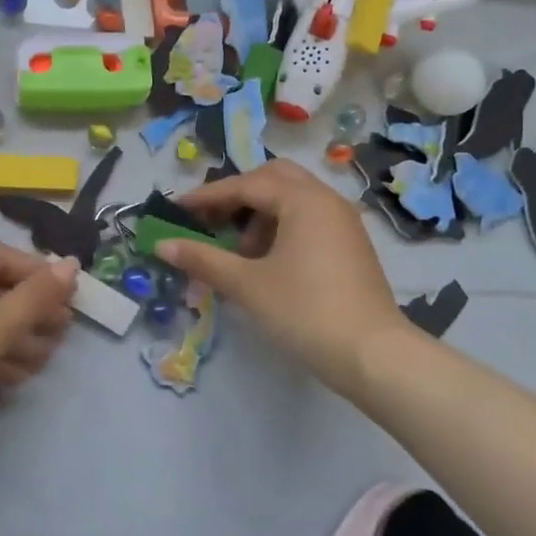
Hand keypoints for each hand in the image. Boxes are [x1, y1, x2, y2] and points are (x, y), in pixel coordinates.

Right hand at [158, 161, 403, 396]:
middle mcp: (326, 200)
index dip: (208, 196)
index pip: (246, 185)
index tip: (178, 210)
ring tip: (240, 251)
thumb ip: (203, 259)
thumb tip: (161, 244)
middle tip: (212, 219)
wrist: (374, 356)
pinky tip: (268, 262)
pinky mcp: (351, 245)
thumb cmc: (305, 312)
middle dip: (239, 196)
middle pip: (274, 179)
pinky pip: (309, 219)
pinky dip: (283, 227)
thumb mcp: (247, 285)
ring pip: (294, 199)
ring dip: (261, 214)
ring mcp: (343, 222)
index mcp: (303, 199)